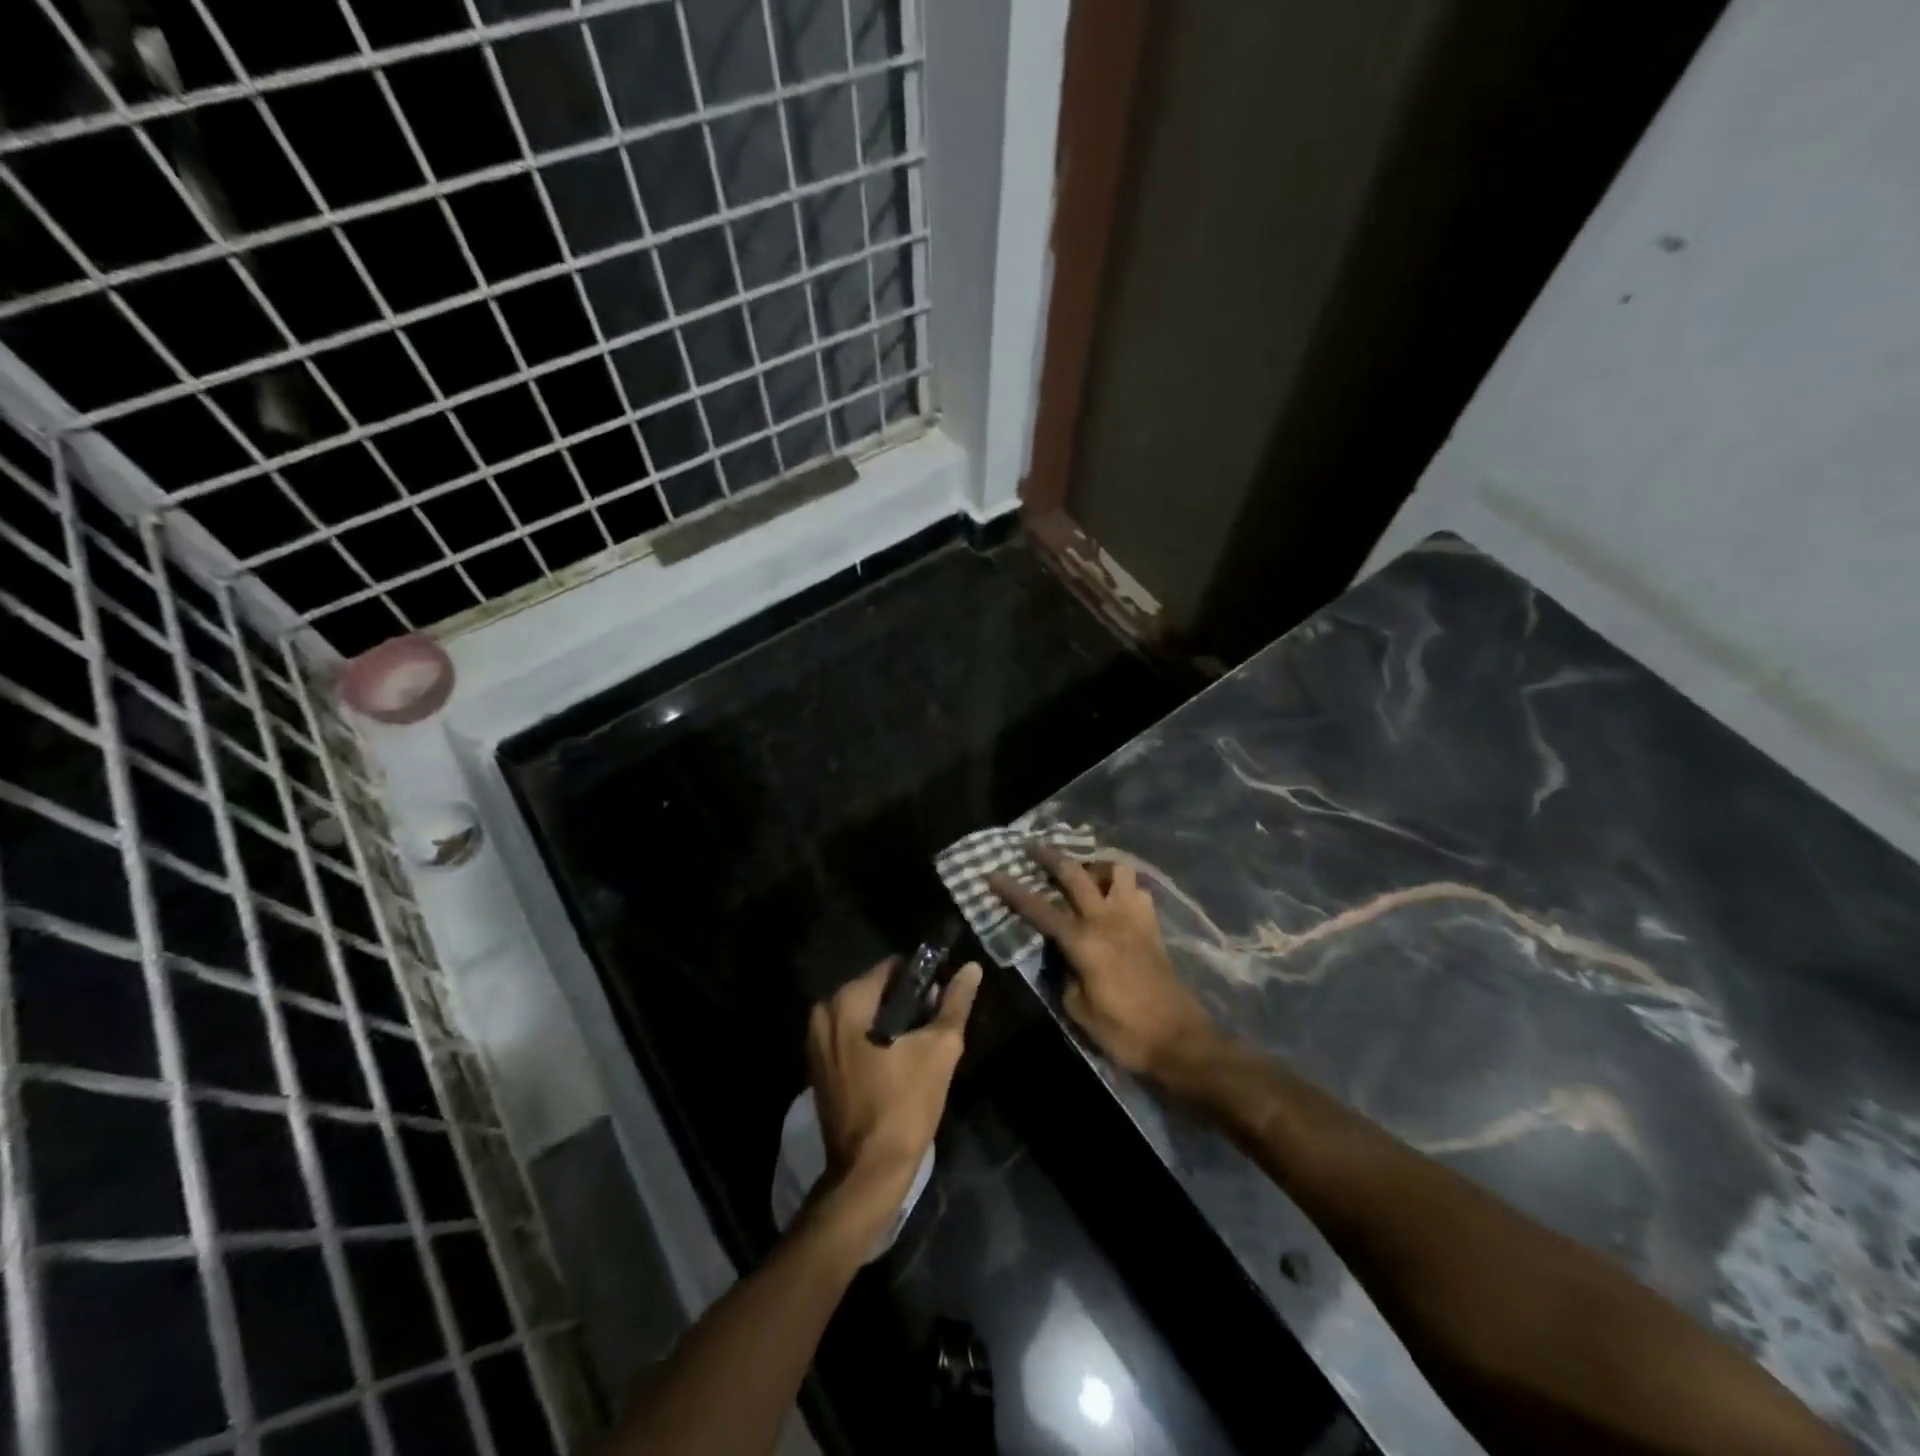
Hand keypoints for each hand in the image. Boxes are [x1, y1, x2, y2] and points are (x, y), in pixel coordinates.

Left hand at [806, 957, 981, 1209]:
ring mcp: (815, 1042)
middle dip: (907, 1004)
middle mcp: (823, 1014)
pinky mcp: (818, 1066)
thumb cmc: (905, 1105)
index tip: (942, 1000)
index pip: (892, 968)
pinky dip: (875, 1041)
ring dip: (893, 1024)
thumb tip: (971, 968)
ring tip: (921, 1048)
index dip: (922, 980)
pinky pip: (852, 1037)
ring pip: (865, 1015)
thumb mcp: (939, 1049)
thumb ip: (954, 1003)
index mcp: (846, 1002)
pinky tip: (899, 1063)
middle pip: (876, 991)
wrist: (869, 1173)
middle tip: (935, 1028)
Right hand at [989, 848, 1218, 1079]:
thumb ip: (1063, 973)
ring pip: (1116, 869)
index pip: (1040, 908)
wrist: (1179, 1040)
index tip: (992, 874)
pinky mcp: (1152, 925)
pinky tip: (1114, 901)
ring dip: (1096, 866)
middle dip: (1049, 856)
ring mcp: (1134, 917)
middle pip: (1075, 873)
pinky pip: (1136, 890)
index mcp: (1083, 941)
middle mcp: (1107, 919)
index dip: (1013, 891)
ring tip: (1084, 877)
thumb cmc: (1124, 1031)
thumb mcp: (1078, 1009)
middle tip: (1031, 849)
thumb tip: (1061, 955)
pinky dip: (1123, 888)